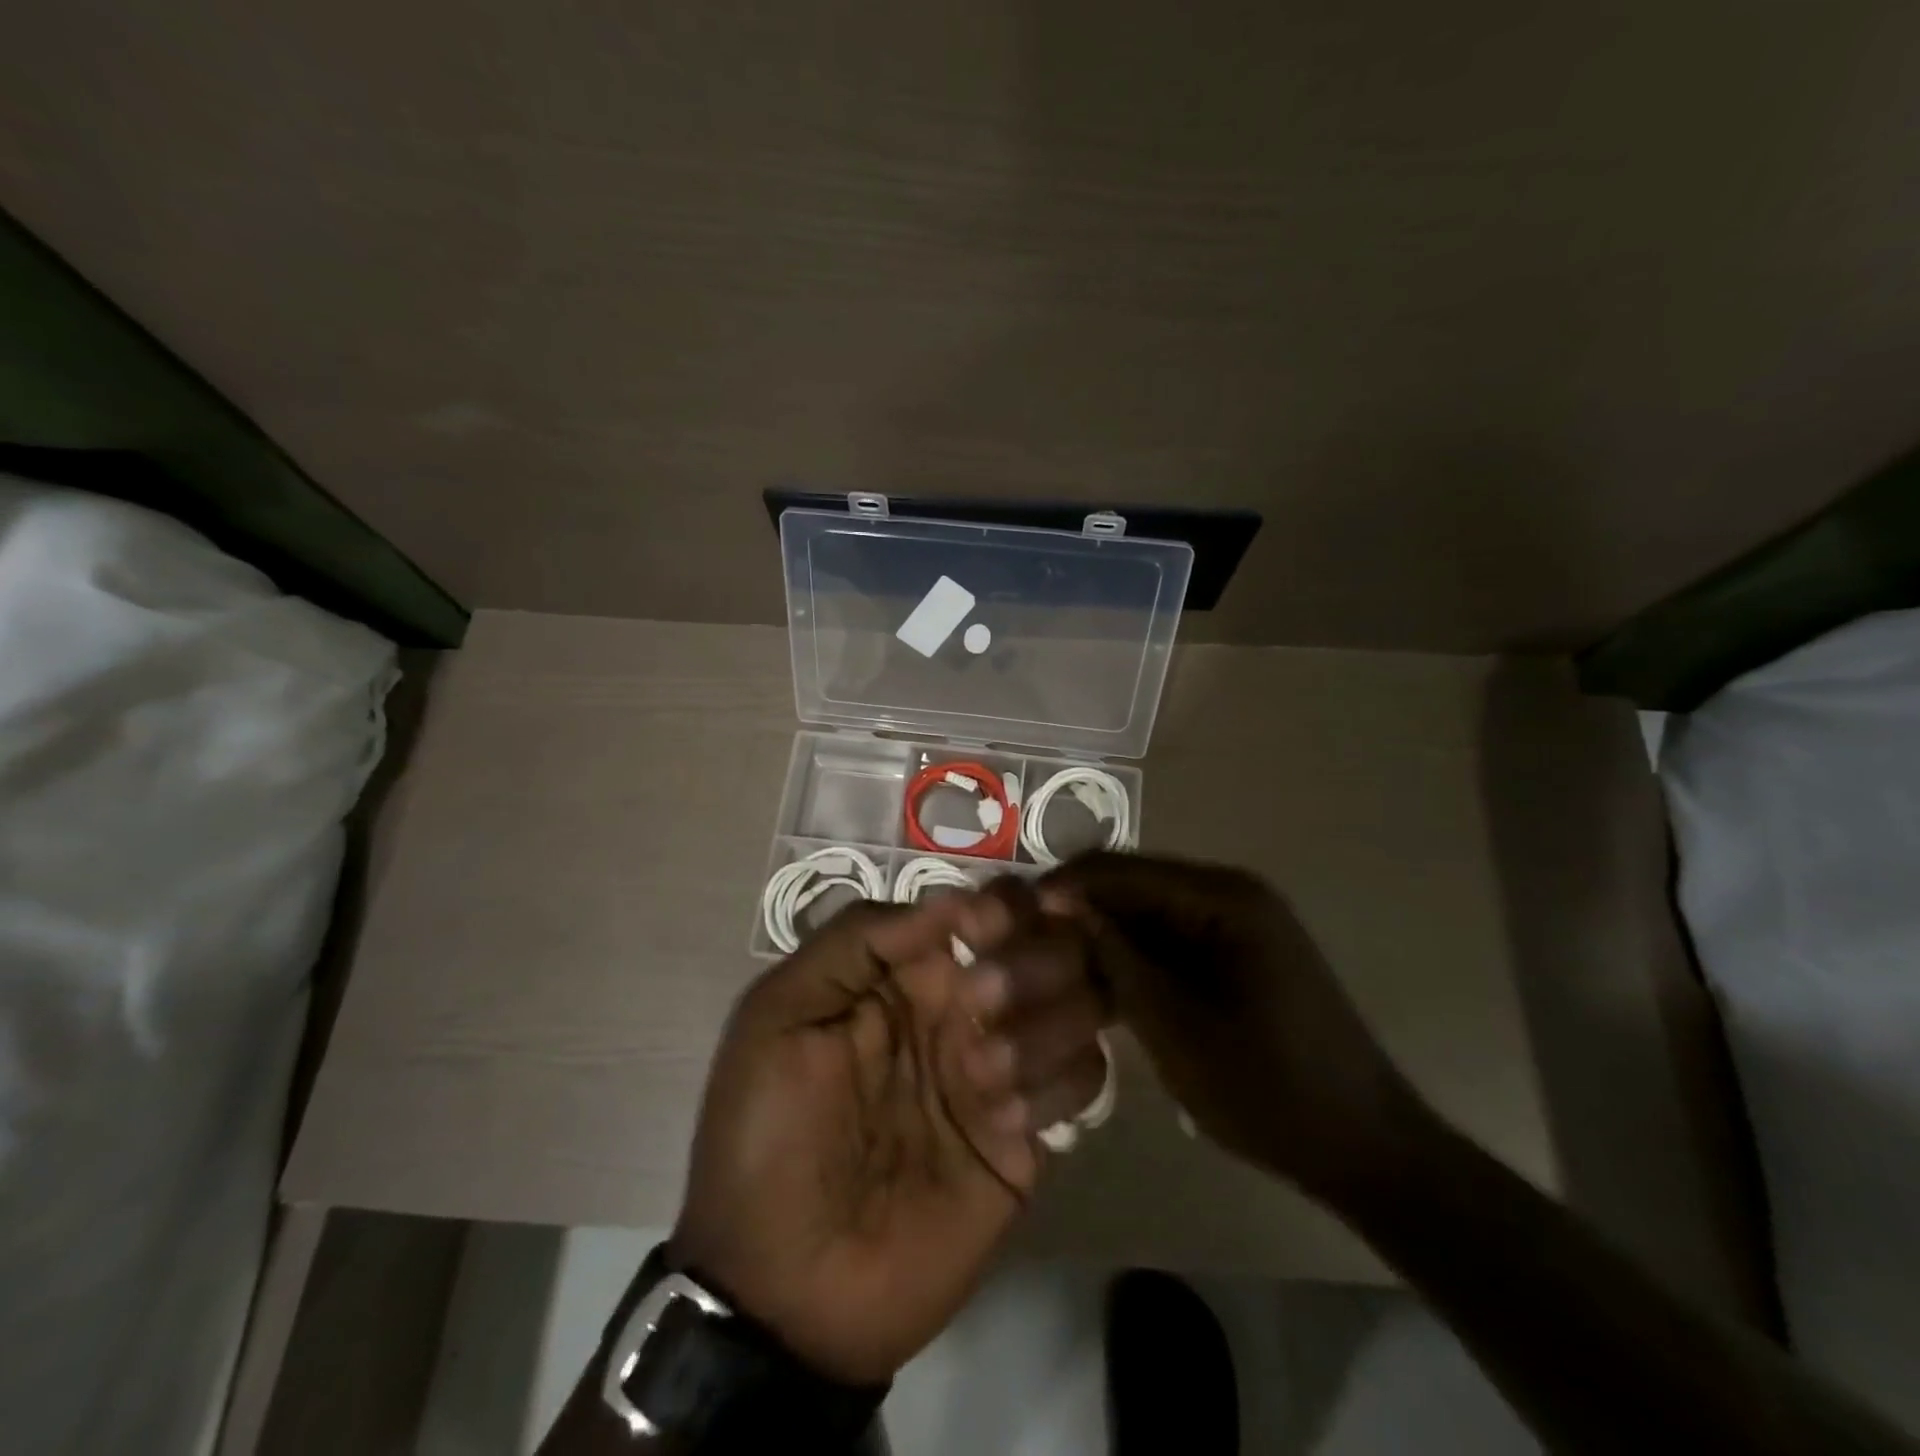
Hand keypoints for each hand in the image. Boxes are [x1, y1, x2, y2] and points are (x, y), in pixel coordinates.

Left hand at [671, 885, 1109, 1386]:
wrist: (784, 1288)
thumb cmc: (770, 1134)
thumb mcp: (781, 1015)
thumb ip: (857, 939)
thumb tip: (953, 899)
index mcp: (911, 969)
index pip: (991, 906)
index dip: (1002, 904)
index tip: (984, 930)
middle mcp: (967, 1005)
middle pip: (1051, 945)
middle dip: (1032, 960)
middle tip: (984, 1001)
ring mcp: (1003, 1068)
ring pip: (1082, 1004)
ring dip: (1045, 1023)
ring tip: (984, 1073)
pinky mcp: (1030, 1137)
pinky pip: (1084, 1081)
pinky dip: (1058, 1083)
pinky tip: (1006, 1120)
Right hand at [1042, 852, 1426, 1198]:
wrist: (1364, 1148)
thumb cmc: (1269, 1089)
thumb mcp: (1176, 1027)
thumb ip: (1118, 959)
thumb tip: (1064, 908)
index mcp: (1224, 898)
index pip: (1124, 870)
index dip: (1067, 885)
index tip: (1015, 913)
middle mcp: (1232, 895)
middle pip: (1136, 886)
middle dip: (1083, 909)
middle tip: (1028, 942)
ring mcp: (1239, 925)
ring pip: (1151, 914)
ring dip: (1106, 935)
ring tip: (1053, 963)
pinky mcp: (1240, 955)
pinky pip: (1173, 940)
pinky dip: (1137, 957)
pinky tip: (1102, 983)